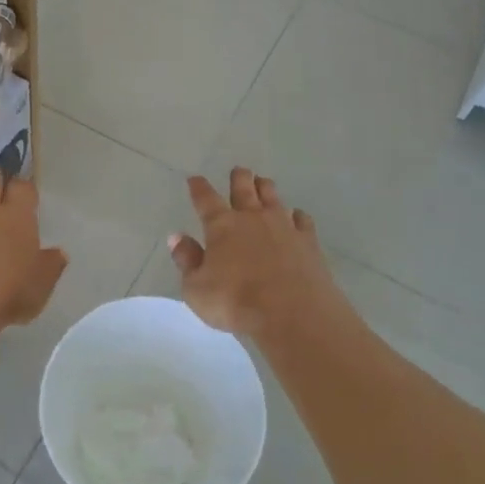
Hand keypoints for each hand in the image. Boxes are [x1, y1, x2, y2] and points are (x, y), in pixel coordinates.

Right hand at [171, 168, 343, 338]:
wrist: (292, 313)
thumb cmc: (235, 302)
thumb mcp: (196, 288)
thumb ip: (187, 260)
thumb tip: (177, 237)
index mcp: (222, 226)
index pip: (206, 199)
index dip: (199, 188)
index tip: (194, 179)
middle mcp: (252, 218)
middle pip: (244, 188)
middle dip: (239, 177)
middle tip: (238, 170)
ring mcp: (283, 226)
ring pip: (273, 197)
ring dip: (266, 188)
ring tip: (263, 182)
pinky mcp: (308, 241)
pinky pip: (302, 219)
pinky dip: (296, 215)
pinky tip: (296, 216)